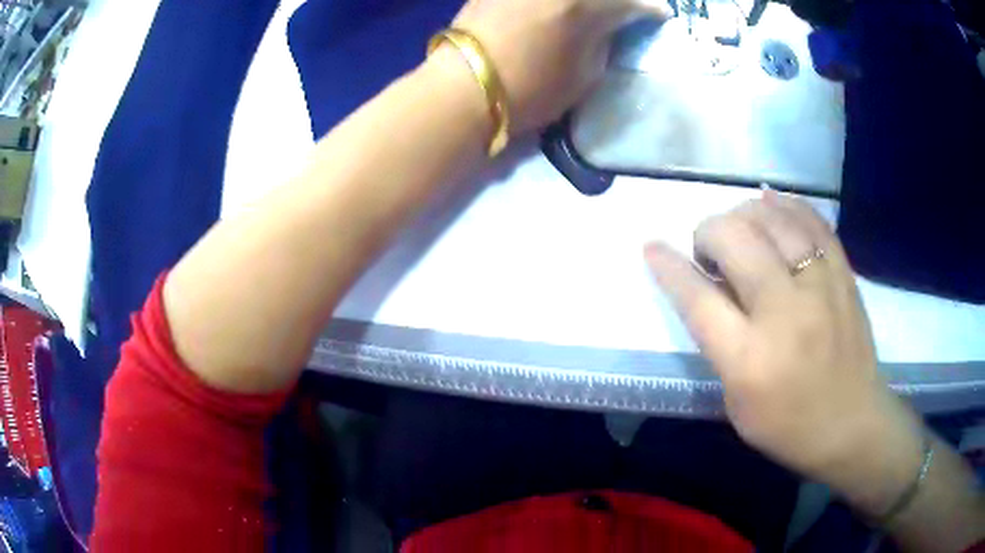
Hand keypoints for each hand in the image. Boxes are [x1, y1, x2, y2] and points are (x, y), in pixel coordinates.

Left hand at [449, 0, 670, 132]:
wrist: (463, 88)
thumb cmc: (530, 90)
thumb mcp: (584, 76)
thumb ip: (602, 42)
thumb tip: (607, 25)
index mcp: (586, 7)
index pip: (631, 3)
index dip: (650, 8)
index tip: (660, 13)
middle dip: (622, 0)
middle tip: (629, 7)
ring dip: (590, 0)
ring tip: (594, 8)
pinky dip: (554, 2)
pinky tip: (560, 8)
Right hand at [644, 191, 917, 485]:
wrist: (852, 424)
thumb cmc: (788, 426)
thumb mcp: (737, 403)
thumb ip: (720, 345)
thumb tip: (710, 288)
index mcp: (749, 358)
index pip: (697, 298)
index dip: (669, 267)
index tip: (652, 247)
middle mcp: (784, 313)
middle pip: (735, 240)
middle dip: (708, 232)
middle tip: (708, 249)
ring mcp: (820, 287)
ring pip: (774, 220)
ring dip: (744, 213)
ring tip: (739, 226)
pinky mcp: (843, 275)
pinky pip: (813, 221)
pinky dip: (787, 205)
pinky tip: (772, 204)